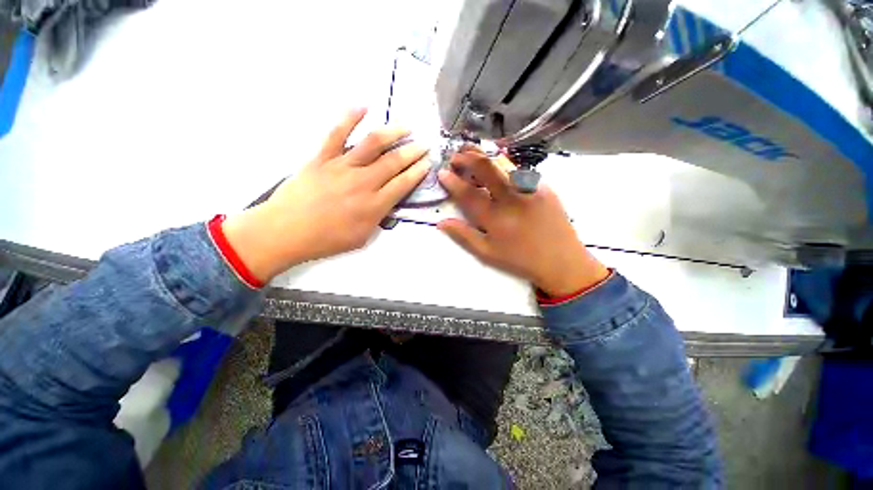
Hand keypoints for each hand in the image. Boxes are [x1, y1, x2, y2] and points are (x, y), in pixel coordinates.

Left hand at [222, 108, 429, 282]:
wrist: (284, 232)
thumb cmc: (326, 240)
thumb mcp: (362, 238)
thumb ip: (378, 219)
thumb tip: (388, 203)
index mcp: (374, 205)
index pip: (403, 184)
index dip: (418, 172)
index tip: (427, 163)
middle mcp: (363, 182)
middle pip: (394, 162)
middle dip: (413, 152)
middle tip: (424, 145)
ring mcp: (341, 167)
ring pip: (372, 144)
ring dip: (393, 133)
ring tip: (406, 127)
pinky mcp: (321, 158)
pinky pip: (337, 134)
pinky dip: (349, 118)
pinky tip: (362, 107)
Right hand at [437, 147, 608, 296]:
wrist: (561, 261)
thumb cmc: (520, 259)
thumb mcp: (487, 253)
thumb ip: (463, 236)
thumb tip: (441, 222)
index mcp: (495, 217)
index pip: (468, 193)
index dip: (452, 181)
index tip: (442, 173)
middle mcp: (511, 198)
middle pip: (486, 169)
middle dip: (467, 158)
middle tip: (455, 156)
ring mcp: (530, 189)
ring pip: (503, 163)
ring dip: (484, 155)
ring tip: (471, 153)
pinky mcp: (543, 187)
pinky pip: (519, 170)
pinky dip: (502, 164)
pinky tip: (496, 165)